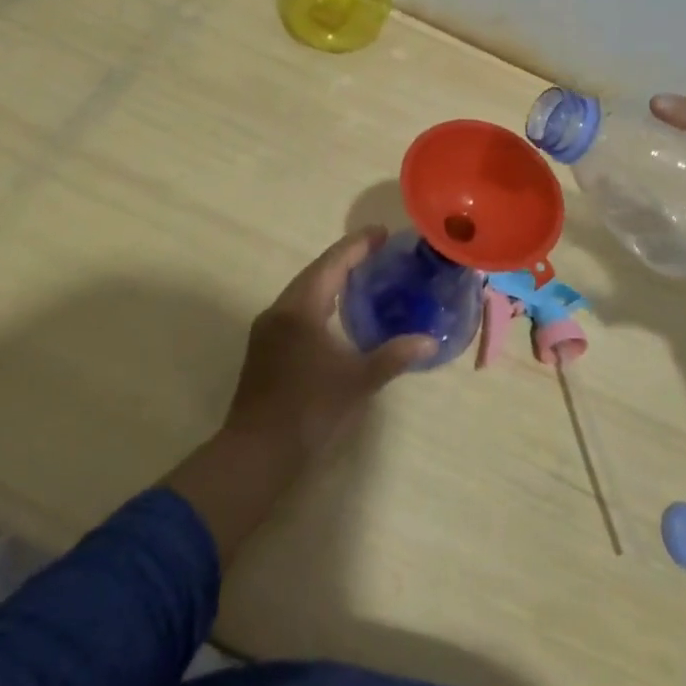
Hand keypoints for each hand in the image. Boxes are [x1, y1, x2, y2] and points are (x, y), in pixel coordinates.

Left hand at [222, 227, 435, 460]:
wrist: (255, 454)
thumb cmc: (308, 410)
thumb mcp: (357, 381)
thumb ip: (394, 356)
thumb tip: (430, 341)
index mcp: (301, 307)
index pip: (333, 262)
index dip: (358, 244)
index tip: (383, 232)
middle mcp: (280, 309)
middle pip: (316, 271)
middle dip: (346, 258)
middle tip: (378, 251)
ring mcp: (268, 329)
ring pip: (304, 290)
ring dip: (331, 280)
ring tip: (363, 276)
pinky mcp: (265, 348)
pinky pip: (297, 309)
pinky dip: (320, 301)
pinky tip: (336, 314)